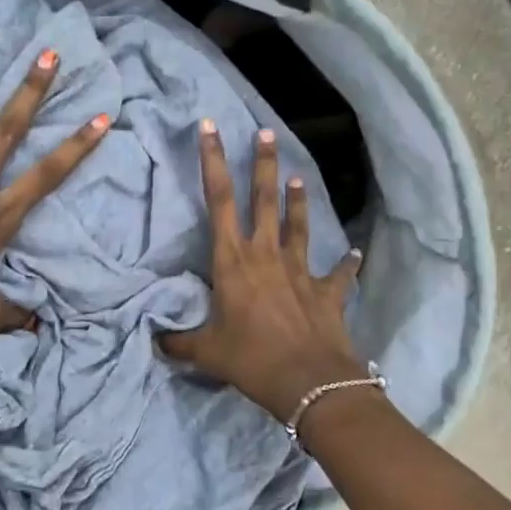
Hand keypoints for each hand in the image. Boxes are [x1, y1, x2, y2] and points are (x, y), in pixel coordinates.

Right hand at [159, 120, 364, 420]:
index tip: (210, 127)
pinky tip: (356, 254)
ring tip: (299, 176)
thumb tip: (154, 339)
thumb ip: (178, 341)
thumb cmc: (251, 360)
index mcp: (233, 262)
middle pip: (263, 200)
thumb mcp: (206, 352)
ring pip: (298, 226)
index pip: (218, 201)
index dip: (212, 161)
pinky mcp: (327, 291)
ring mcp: (300, 270)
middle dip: (262, 165)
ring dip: (298, 201)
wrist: (310, 382)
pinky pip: (339, 273)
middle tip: (265, 133)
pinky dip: (347, 264)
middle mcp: (267, 255)